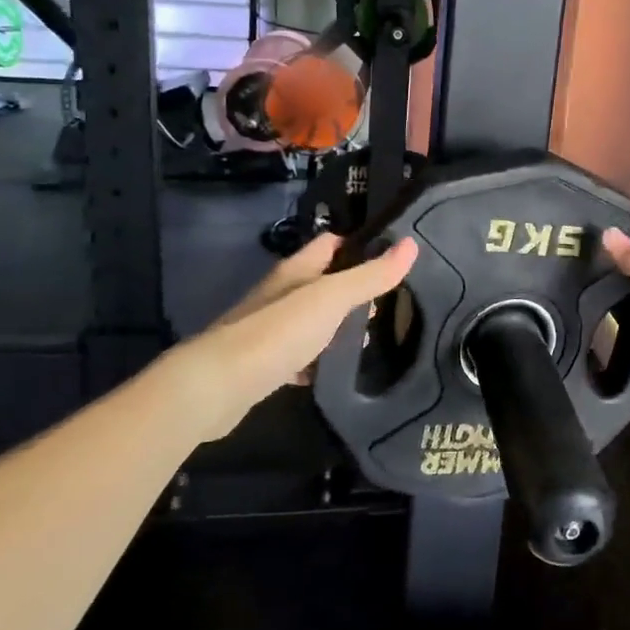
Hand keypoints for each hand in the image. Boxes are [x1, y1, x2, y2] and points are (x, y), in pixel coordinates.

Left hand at [179, 233, 418, 440]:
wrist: (218, 386)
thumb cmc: (278, 331)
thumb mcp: (332, 298)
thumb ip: (370, 276)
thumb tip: (411, 244)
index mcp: (296, 270)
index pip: (331, 243)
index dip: (360, 245)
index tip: (393, 259)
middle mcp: (282, 293)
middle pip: (324, 282)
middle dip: (355, 291)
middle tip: (390, 307)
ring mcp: (270, 329)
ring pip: (313, 320)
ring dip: (338, 328)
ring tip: (372, 341)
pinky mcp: (265, 363)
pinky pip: (299, 355)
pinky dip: (318, 361)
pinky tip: (335, 373)